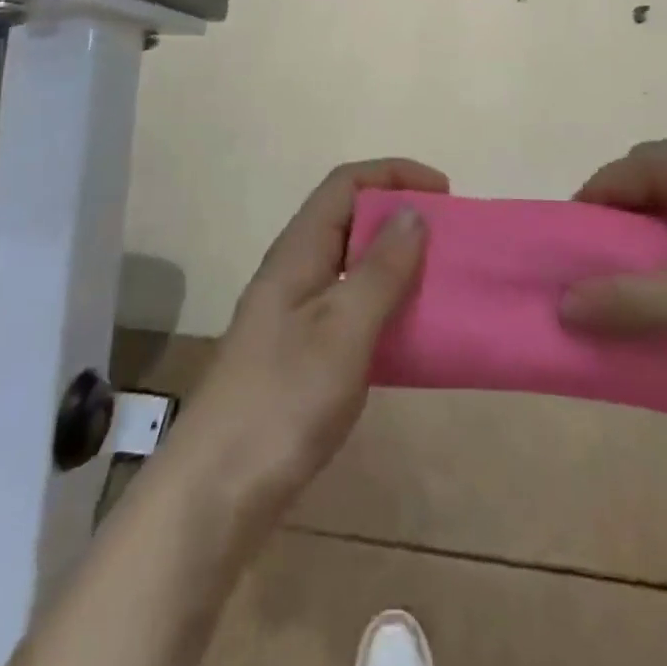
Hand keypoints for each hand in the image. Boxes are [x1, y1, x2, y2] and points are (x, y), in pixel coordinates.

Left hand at [166, 159, 441, 513]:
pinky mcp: (300, 352)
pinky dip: (385, 304)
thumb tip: (414, 212)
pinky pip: (351, 306)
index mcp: (298, 252)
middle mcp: (294, 271)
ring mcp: (294, 313)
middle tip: (449, 238)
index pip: (346, 184)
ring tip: (439, 278)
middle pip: (349, 218)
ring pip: (352, 264)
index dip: (394, 174)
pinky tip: (410, 331)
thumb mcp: (342, 329)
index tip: (445, 192)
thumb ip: (380, 270)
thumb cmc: (283, 400)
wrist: (217, 491)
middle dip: (399, 215)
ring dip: (395, 261)